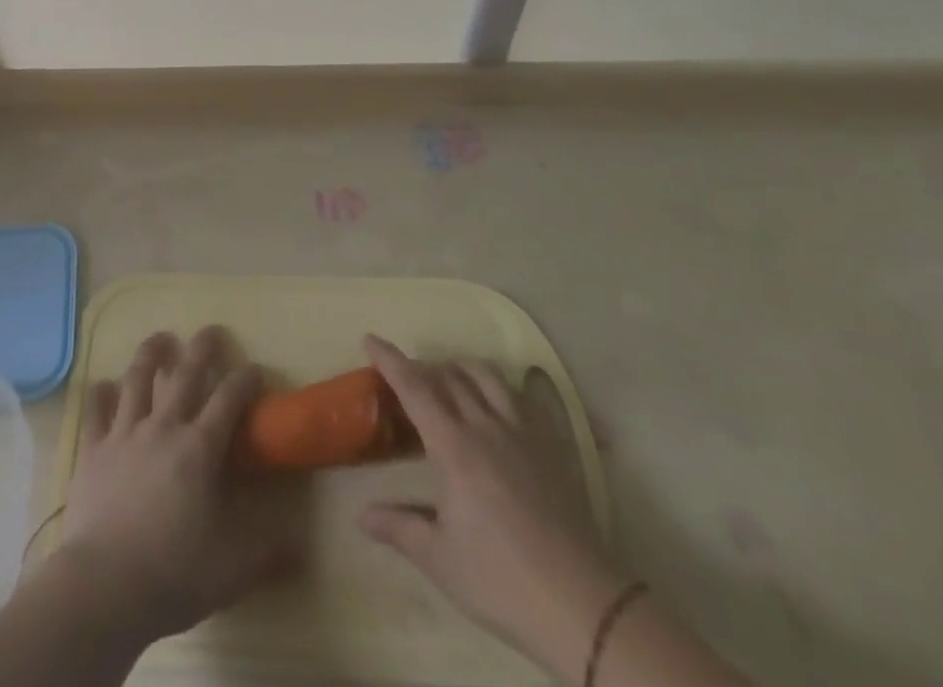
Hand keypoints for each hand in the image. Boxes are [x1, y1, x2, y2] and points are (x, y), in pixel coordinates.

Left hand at [49, 328, 298, 642]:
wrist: (104, 586)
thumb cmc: (174, 573)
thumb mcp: (233, 569)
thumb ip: (268, 551)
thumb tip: (301, 544)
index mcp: (200, 448)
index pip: (229, 400)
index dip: (245, 380)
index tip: (254, 369)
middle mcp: (164, 427)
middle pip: (185, 374)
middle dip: (202, 348)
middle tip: (211, 330)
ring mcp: (125, 434)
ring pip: (138, 378)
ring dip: (151, 353)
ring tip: (160, 338)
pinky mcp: (94, 449)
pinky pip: (97, 411)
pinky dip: (101, 393)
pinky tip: (104, 384)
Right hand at [358, 335, 627, 678]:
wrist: (581, 602)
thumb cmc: (500, 579)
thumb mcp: (440, 559)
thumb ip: (399, 528)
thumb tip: (361, 515)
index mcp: (453, 446)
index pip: (414, 387)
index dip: (390, 360)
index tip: (370, 339)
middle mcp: (485, 425)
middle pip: (449, 376)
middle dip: (422, 367)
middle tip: (406, 376)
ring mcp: (522, 431)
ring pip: (486, 376)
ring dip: (460, 367)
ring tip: (449, 378)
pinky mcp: (551, 445)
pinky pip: (521, 397)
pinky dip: (500, 387)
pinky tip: (498, 402)